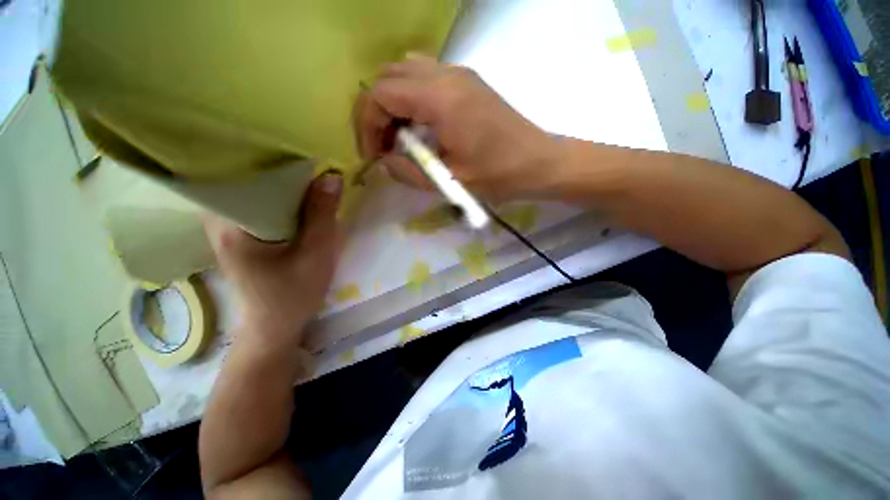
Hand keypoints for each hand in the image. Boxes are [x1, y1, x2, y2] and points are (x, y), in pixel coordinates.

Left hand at [204, 172, 342, 348]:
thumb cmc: (294, 293)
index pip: (245, 174)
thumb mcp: (316, 253)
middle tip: (310, 157)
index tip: (301, 148)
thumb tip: (332, 175)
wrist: (276, 325)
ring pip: (255, 192)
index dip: (275, 159)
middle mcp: (220, 220)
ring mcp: (228, 227)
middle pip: (248, 180)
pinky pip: (259, 205)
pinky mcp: (240, 234)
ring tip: (308, 171)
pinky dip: (280, 198)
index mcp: (230, 224)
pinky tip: (299, 196)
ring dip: (283, 184)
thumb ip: (322, 214)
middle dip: (281, 169)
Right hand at [353, 54, 558, 200]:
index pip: (380, 94)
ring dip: (393, 103)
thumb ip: (409, 172)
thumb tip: (385, 163)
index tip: (372, 155)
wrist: (539, 162)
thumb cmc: (498, 175)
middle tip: (382, 146)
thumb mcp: (449, 182)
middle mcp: (446, 74)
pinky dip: (412, 99)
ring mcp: (459, 74)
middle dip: (375, 112)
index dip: (367, 125)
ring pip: (406, 72)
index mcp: (440, 98)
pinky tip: (420, 127)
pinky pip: (426, 77)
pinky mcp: (468, 83)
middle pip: (389, 76)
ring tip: (399, 137)